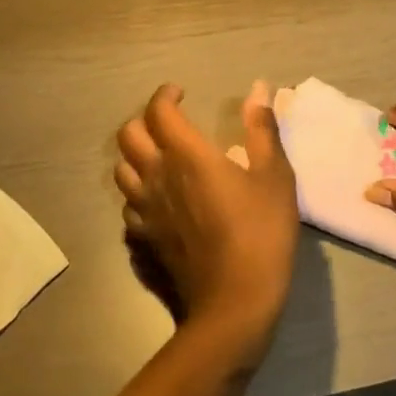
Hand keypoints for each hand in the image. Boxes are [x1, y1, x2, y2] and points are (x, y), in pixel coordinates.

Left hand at [115, 82, 299, 359]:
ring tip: (160, 158)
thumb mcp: (274, 177)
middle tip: (168, 123)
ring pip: (121, 170)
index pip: (158, 111)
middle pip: (128, 136)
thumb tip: (260, 89)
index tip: (180, 93)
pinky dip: (138, 193)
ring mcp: (145, 212)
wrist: (233, 306)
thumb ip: (262, 130)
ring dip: (136, 156)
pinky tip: (158, 201)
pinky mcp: (143, 241)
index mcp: (186, 155)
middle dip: (144, 120)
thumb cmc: (260, 234)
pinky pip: (128, 206)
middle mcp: (157, 177)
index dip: (165, 95)